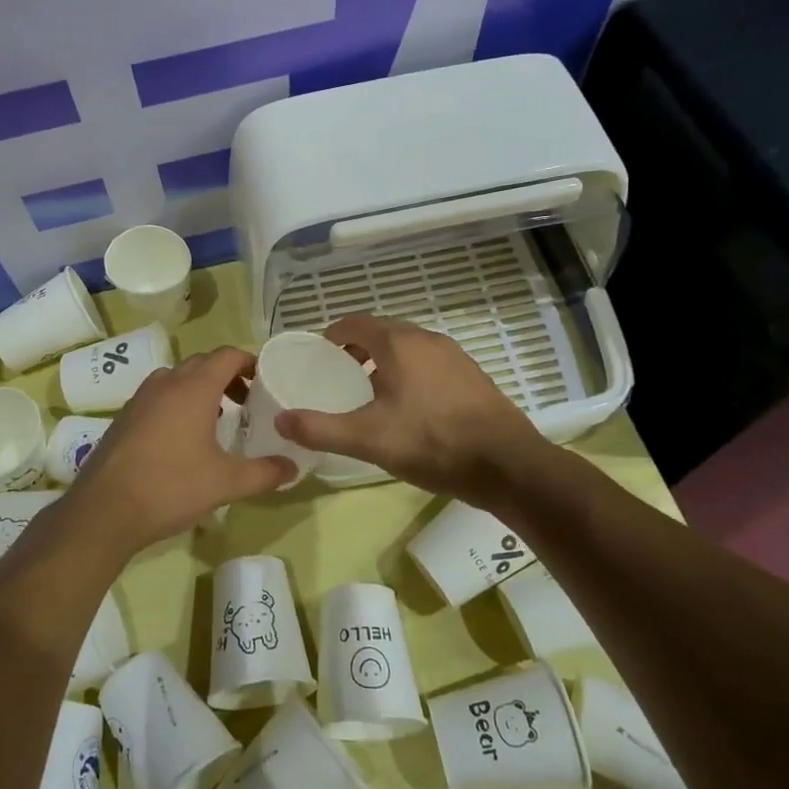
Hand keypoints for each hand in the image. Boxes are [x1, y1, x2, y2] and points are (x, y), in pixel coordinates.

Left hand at [64, 346, 292, 554]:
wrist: (105, 510)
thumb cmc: (171, 486)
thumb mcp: (226, 483)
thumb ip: (264, 473)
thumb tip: (293, 469)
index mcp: (194, 387)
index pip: (227, 355)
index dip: (250, 362)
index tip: (266, 381)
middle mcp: (166, 383)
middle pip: (202, 363)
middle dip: (227, 376)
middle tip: (247, 403)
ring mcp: (140, 398)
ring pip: (177, 379)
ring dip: (200, 389)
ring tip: (217, 420)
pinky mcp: (124, 417)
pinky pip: (158, 396)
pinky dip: (177, 404)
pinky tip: (182, 439)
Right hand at [274, 314, 540, 498]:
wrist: (507, 465)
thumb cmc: (432, 443)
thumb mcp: (368, 439)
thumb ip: (320, 428)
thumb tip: (280, 419)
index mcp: (398, 343)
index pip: (355, 323)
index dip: (333, 335)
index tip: (318, 355)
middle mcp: (427, 339)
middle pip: (382, 332)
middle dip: (357, 348)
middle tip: (339, 375)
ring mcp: (454, 355)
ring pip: (408, 347)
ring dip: (385, 360)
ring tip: (371, 393)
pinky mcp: (472, 375)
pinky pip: (430, 363)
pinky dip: (410, 372)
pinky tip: (411, 407)